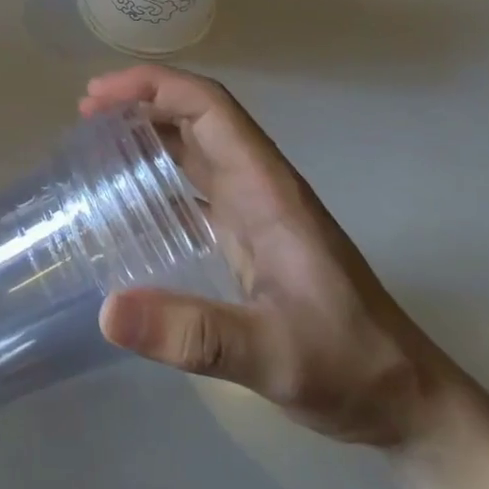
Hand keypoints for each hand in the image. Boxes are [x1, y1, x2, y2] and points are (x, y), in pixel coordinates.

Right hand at [85, 66, 452, 448]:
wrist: (405, 401)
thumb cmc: (348, 366)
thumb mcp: (271, 356)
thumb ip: (194, 335)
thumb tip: (107, 311)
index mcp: (267, 189)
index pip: (209, 107)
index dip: (153, 87)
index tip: (97, 98)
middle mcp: (259, 187)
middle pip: (198, 116)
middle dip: (140, 100)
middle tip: (83, 115)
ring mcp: (256, 211)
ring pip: (196, 146)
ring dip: (148, 130)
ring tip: (93, 141)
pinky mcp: (250, 237)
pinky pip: (196, 185)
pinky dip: (158, 172)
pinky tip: (127, 198)